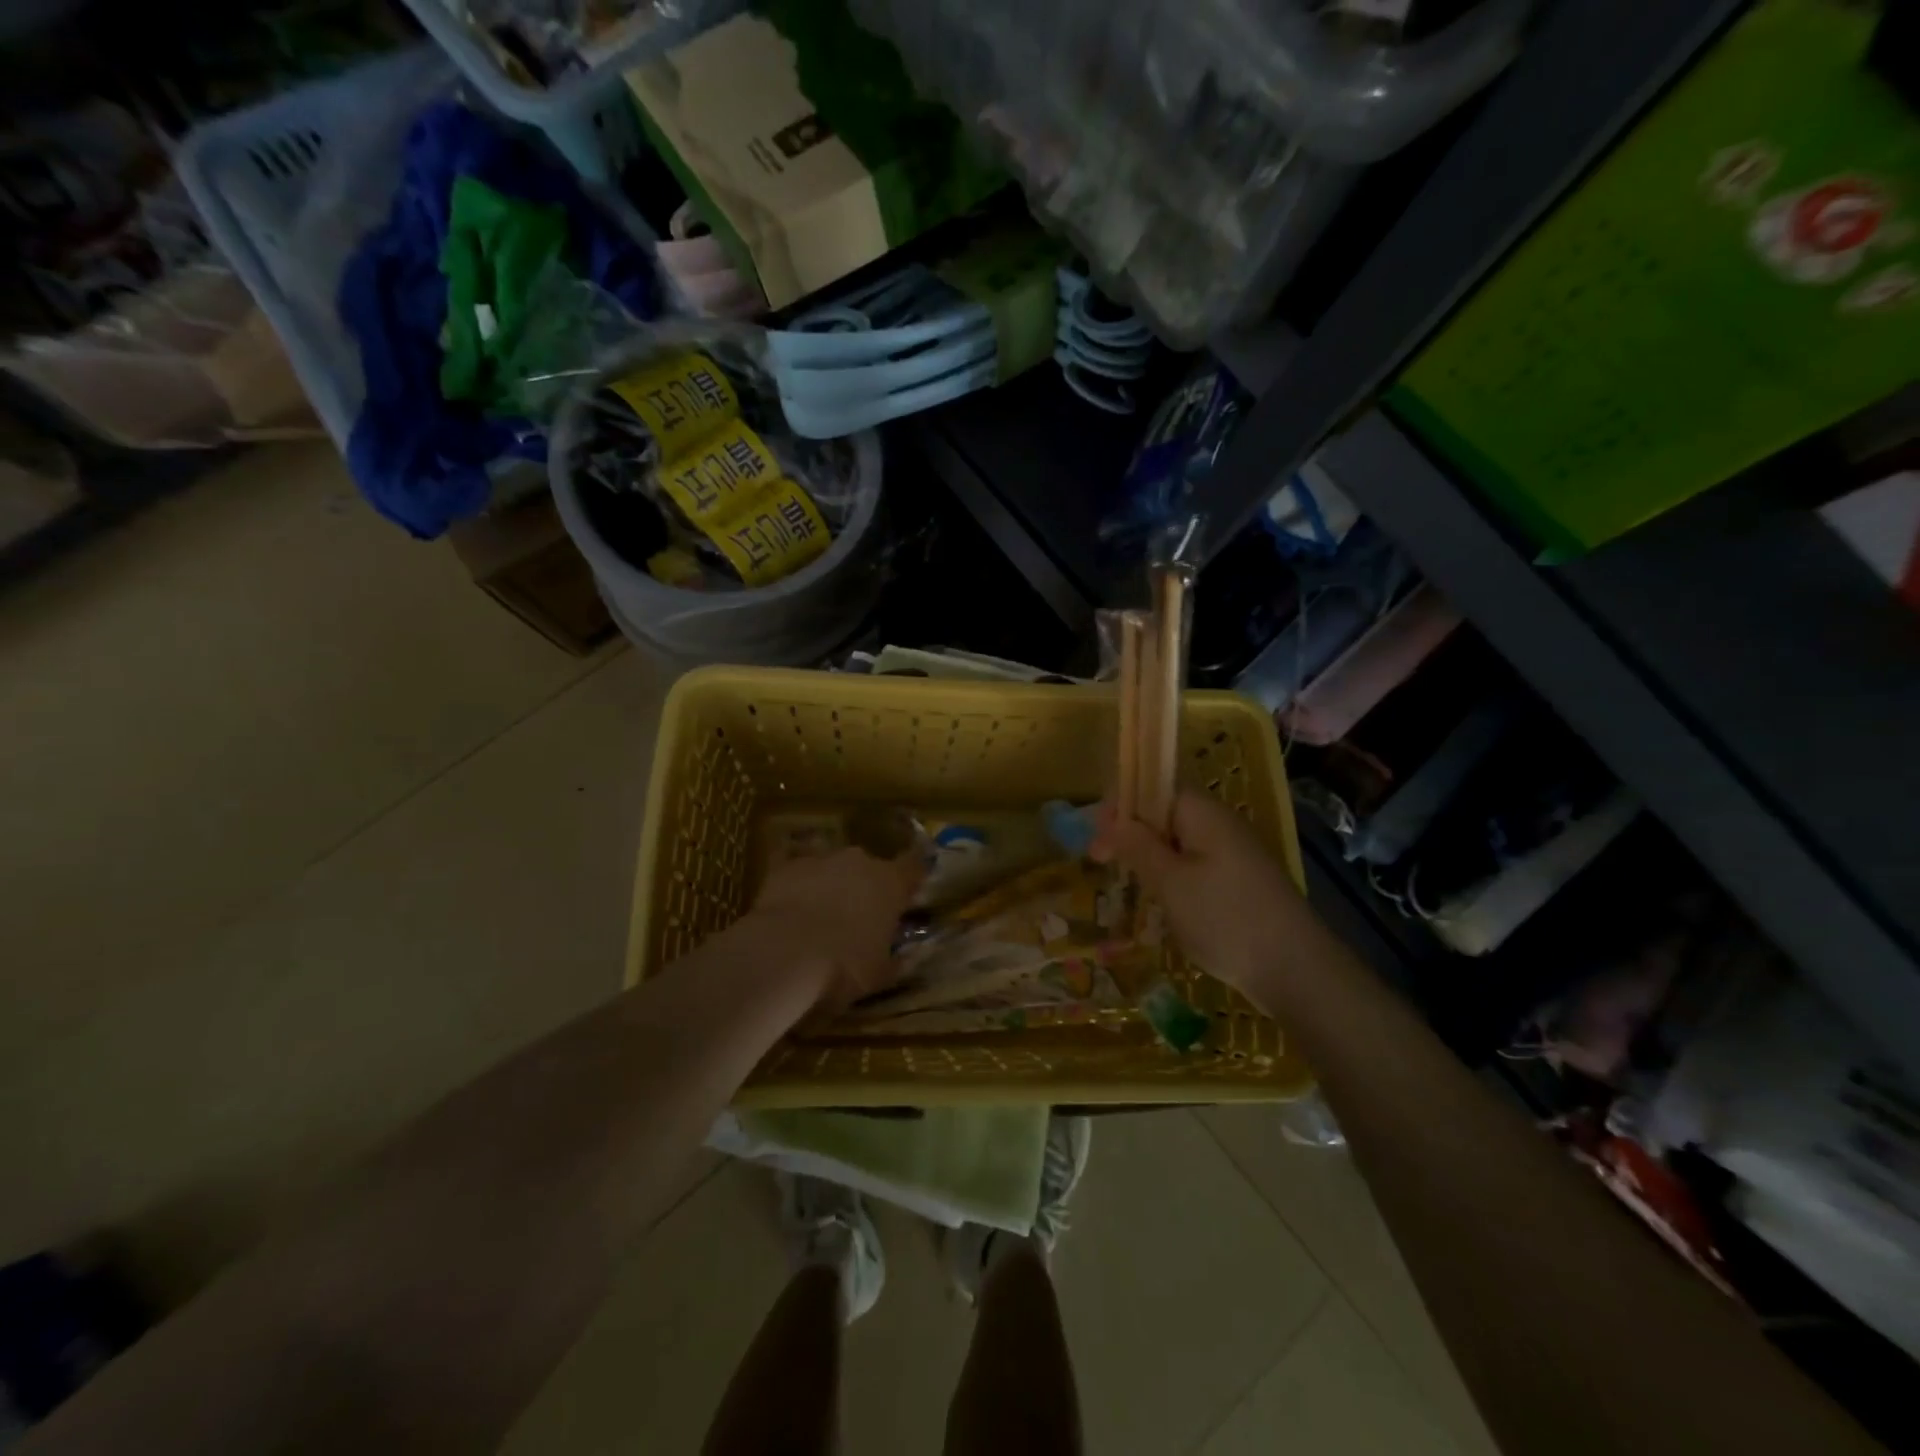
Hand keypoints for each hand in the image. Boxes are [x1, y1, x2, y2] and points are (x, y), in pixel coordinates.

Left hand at [743, 846, 923, 1010]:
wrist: (783, 955)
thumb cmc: (844, 967)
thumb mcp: (880, 975)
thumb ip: (897, 960)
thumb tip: (907, 956)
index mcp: (890, 883)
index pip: (914, 867)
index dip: (911, 879)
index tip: (907, 895)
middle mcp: (859, 862)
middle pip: (869, 868)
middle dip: (865, 888)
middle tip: (857, 918)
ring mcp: (820, 859)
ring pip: (832, 868)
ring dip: (830, 886)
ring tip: (818, 918)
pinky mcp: (785, 867)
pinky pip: (797, 873)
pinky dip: (797, 888)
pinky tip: (788, 911)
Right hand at [1091, 790, 1309, 994]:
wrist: (1296, 970)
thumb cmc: (1225, 919)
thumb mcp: (1171, 883)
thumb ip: (1138, 846)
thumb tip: (1112, 820)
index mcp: (1203, 812)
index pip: (1153, 785)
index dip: (1120, 803)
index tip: (1097, 838)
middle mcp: (1219, 823)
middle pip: (1164, 812)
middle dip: (1131, 832)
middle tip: (1103, 863)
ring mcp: (1232, 853)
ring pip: (1177, 841)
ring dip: (1149, 857)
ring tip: (1129, 885)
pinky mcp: (1238, 881)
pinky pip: (1194, 865)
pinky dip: (1171, 877)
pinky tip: (1161, 903)